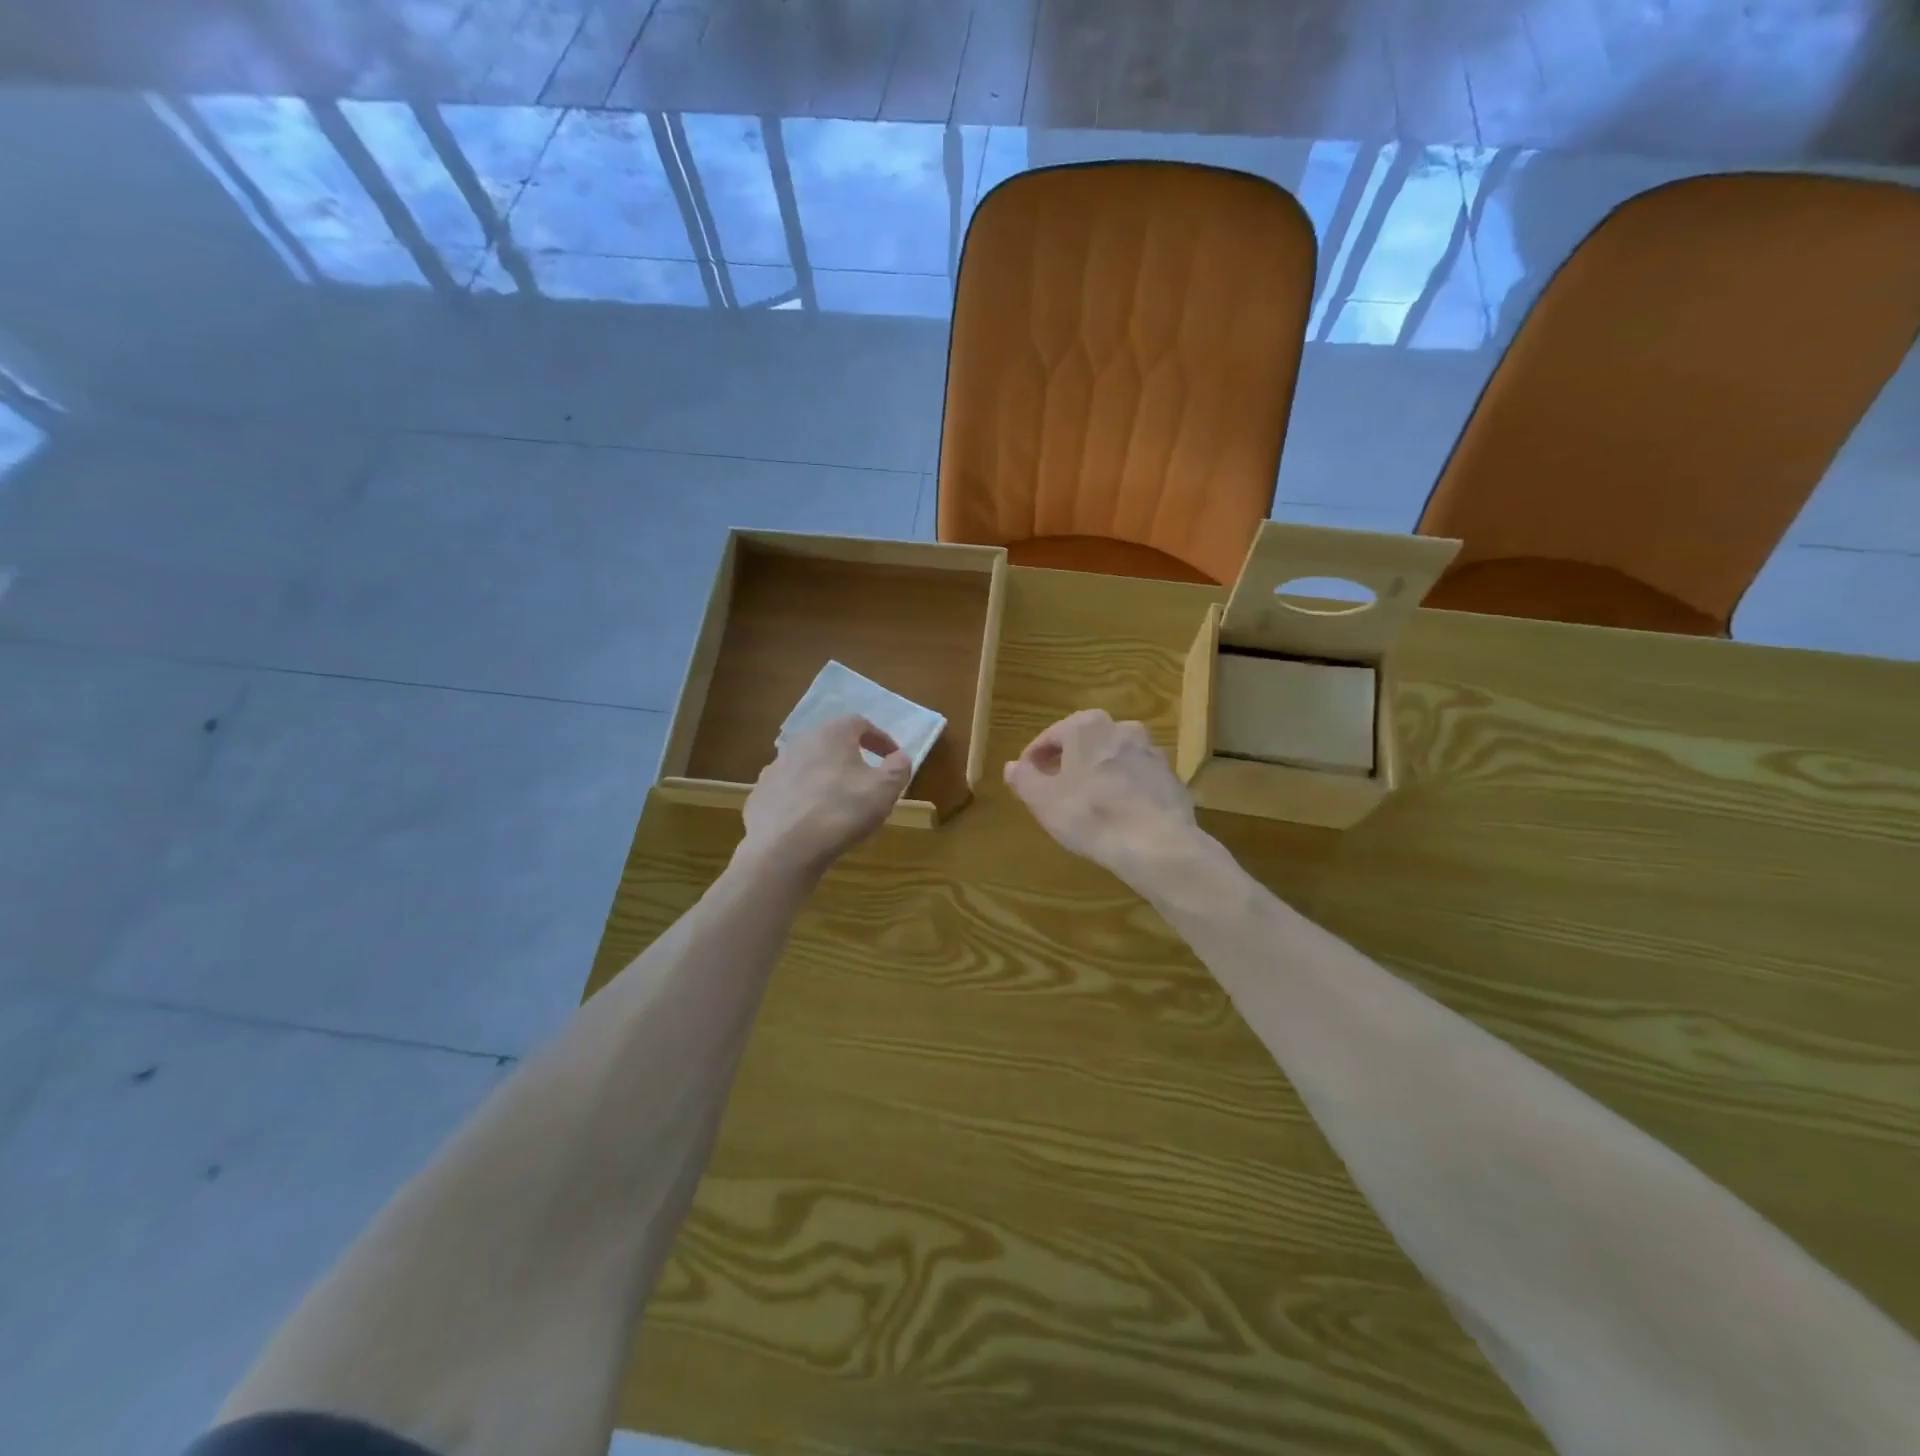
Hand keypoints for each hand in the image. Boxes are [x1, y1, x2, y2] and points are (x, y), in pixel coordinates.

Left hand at [738, 715, 910, 881]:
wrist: (782, 849)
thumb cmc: (840, 811)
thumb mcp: (884, 790)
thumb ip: (898, 768)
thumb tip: (900, 757)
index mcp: (831, 734)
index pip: (860, 723)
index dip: (880, 739)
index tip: (892, 758)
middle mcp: (799, 742)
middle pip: (831, 743)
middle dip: (851, 758)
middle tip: (867, 780)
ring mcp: (775, 768)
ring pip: (808, 766)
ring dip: (825, 778)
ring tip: (839, 804)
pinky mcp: (760, 795)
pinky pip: (789, 791)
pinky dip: (803, 799)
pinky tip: (811, 821)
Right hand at [1003, 710, 1205, 894]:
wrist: (1156, 843)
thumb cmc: (1090, 815)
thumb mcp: (1043, 800)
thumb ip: (1024, 779)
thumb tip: (1012, 766)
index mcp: (1087, 726)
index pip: (1050, 736)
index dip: (1034, 758)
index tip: (1026, 778)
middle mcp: (1122, 728)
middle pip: (1084, 743)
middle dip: (1067, 762)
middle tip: (1053, 788)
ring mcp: (1151, 752)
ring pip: (1113, 758)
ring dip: (1098, 773)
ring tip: (1086, 802)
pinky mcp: (1170, 777)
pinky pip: (1136, 778)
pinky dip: (1123, 789)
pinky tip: (1116, 813)